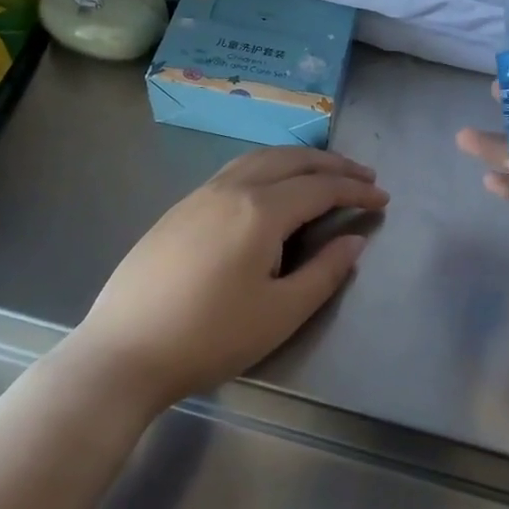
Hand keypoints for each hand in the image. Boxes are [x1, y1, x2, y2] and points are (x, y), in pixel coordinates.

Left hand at [67, 147, 386, 416]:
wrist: (125, 350)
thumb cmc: (210, 337)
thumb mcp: (281, 313)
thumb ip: (324, 272)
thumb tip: (353, 240)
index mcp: (260, 210)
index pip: (320, 187)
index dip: (356, 190)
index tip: (383, 197)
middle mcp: (230, 188)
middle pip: (291, 160)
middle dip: (332, 164)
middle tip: (363, 175)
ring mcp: (199, 195)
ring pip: (259, 159)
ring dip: (298, 160)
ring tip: (322, 173)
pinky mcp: (179, 208)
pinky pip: (234, 171)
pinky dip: (267, 167)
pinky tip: (270, 188)